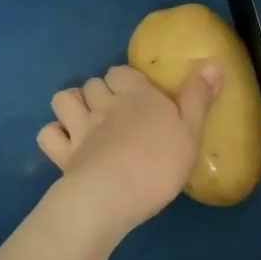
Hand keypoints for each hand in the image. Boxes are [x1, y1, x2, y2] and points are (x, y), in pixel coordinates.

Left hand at [37, 63, 220, 238]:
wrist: (113, 196)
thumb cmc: (158, 163)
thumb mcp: (191, 131)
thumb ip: (199, 98)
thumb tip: (213, 63)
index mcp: (136, 95)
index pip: (122, 72)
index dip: (126, 80)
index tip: (138, 94)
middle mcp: (104, 105)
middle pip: (94, 83)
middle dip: (100, 91)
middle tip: (114, 110)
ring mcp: (79, 129)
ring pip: (64, 99)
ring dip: (72, 105)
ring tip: (85, 120)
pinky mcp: (62, 154)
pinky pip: (47, 134)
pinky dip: (55, 135)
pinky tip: (66, 145)